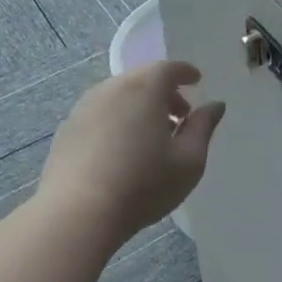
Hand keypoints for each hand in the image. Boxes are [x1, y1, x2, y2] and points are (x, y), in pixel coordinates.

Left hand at [39, 61, 224, 240]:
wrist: (78, 213)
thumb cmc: (144, 185)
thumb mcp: (189, 160)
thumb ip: (203, 127)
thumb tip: (215, 105)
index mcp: (144, 89)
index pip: (168, 68)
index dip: (185, 72)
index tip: (196, 80)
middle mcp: (111, 89)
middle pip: (141, 79)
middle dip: (163, 91)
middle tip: (179, 116)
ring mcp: (84, 108)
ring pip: (118, 95)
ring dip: (138, 106)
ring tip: (150, 135)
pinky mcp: (66, 129)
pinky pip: (99, 113)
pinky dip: (116, 119)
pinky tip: (121, 149)